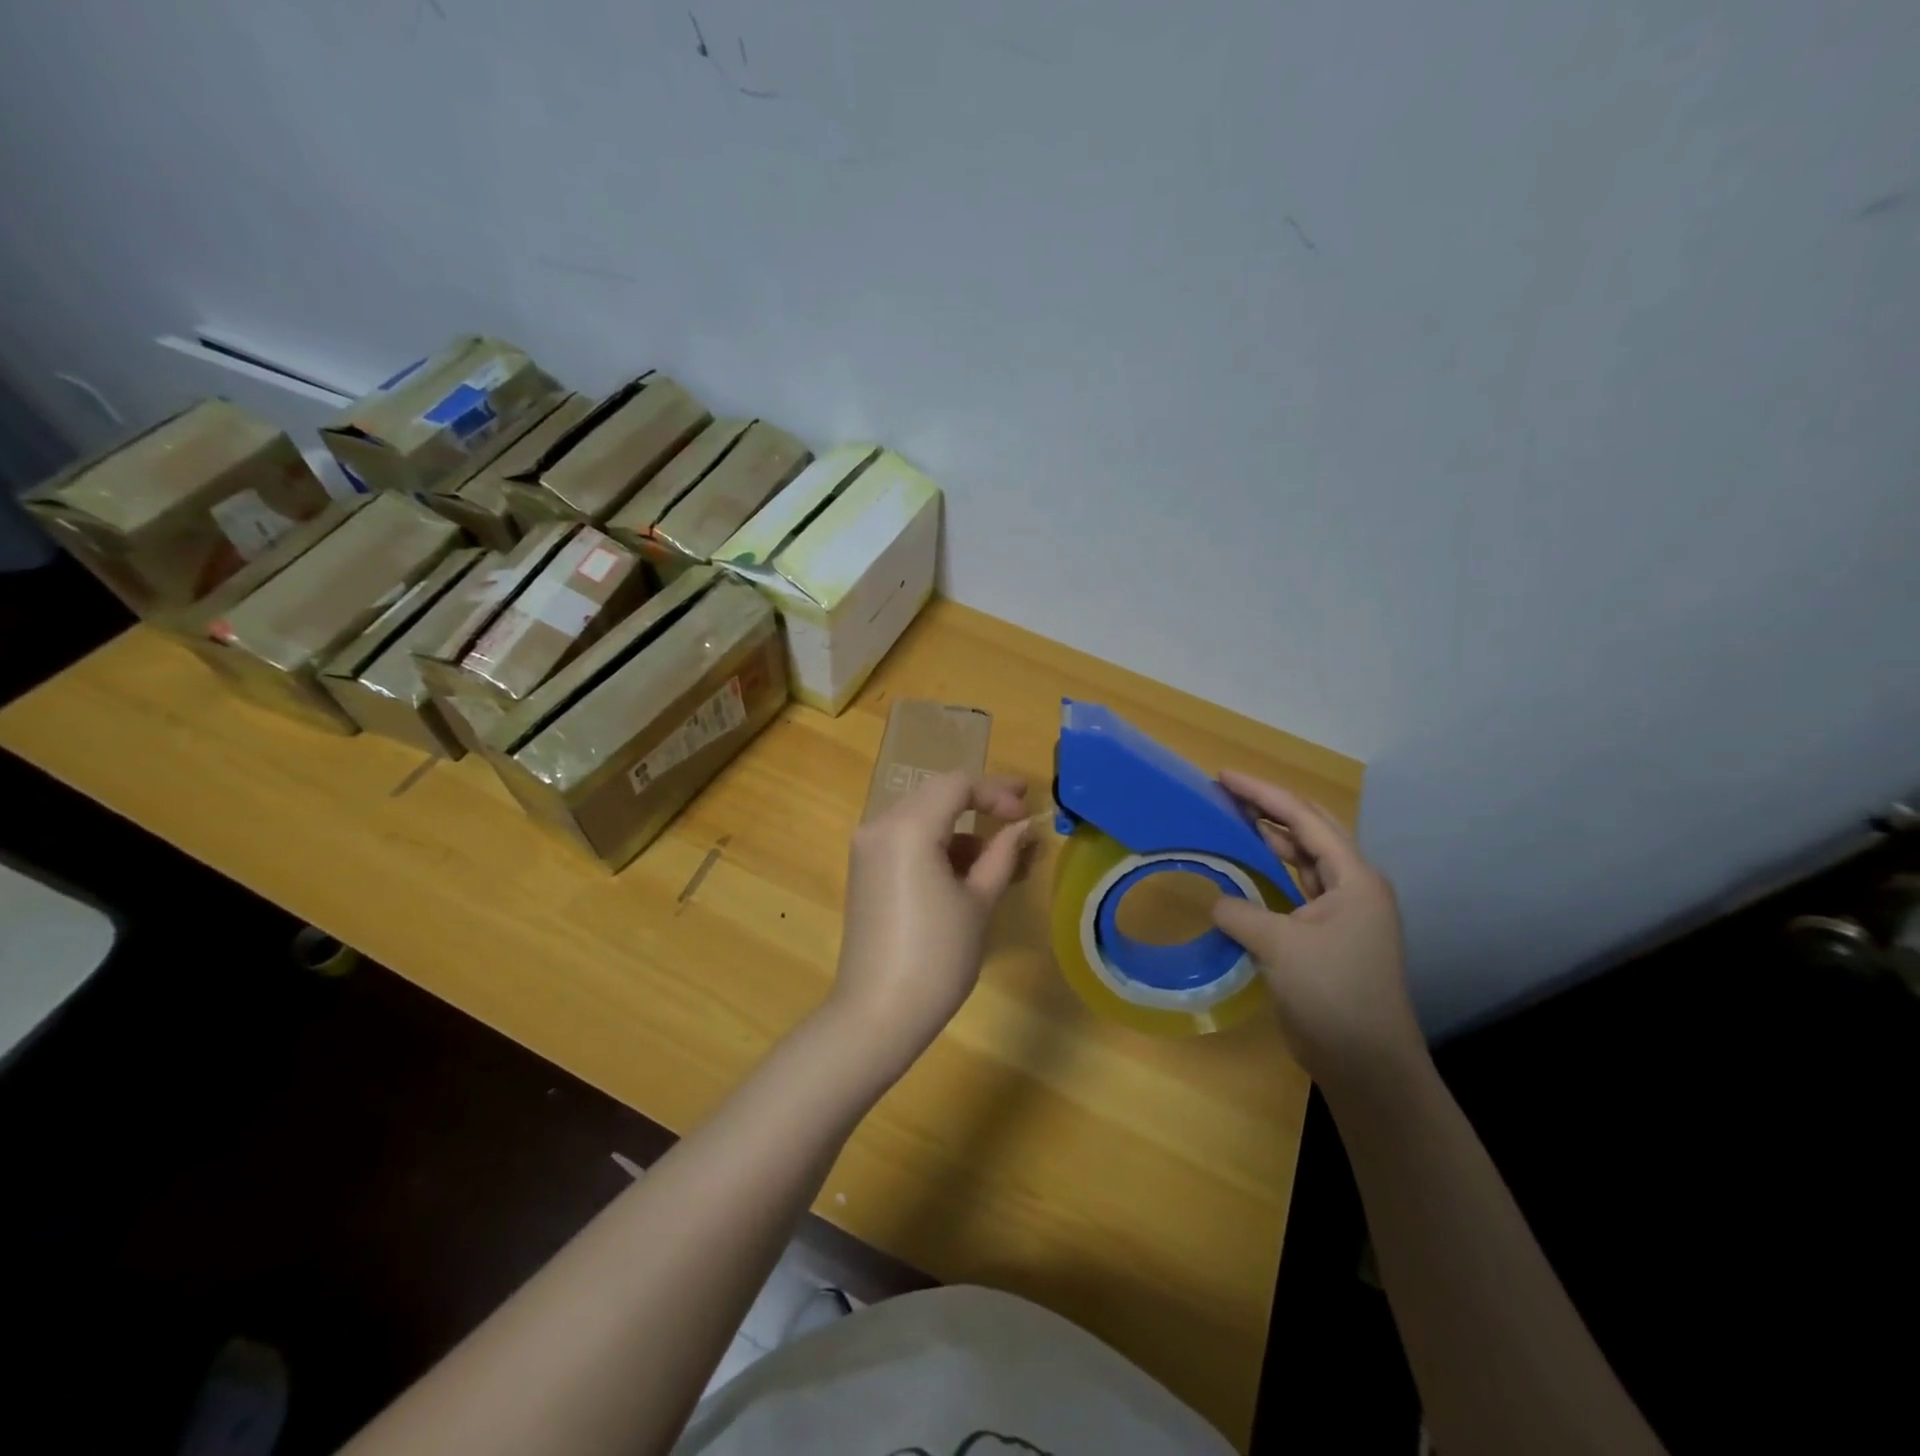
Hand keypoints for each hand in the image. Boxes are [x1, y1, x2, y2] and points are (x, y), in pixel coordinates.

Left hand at [827, 772, 1031, 1081]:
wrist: (877, 1013)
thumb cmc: (937, 956)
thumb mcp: (979, 902)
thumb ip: (1002, 854)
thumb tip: (1023, 828)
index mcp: (908, 827)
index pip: (958, 786)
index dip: (997, 794)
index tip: (1027, 815)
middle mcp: (880, 826)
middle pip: (937, 795)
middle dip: (980, 804)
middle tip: (1019, 817)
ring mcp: (868, 848)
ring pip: (922, 818)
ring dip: (961, 830)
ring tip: (1002, 859)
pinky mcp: (865, 871)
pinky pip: (906, 841)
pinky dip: (938, 847)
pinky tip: (968, 874)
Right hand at [1209, 770, 1422, 1087]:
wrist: (1365, 1062)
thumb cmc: (1332, 994)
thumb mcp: (1279, 946)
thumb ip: (1241, 912)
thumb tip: (1217, 902)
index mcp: (1354, 878)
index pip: (1304, 819)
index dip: (1262, 793)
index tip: (1223, 776)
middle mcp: (1352, 886)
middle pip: (1309, 831)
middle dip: (1268, 807)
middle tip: (1225, 792)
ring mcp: (1341, 911)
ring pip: (1301, 859)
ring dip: (1268, 838)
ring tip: (1229, 819)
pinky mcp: (1325, 935)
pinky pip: (1293, 889)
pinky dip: (1268, 874)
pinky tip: (1242, 869)